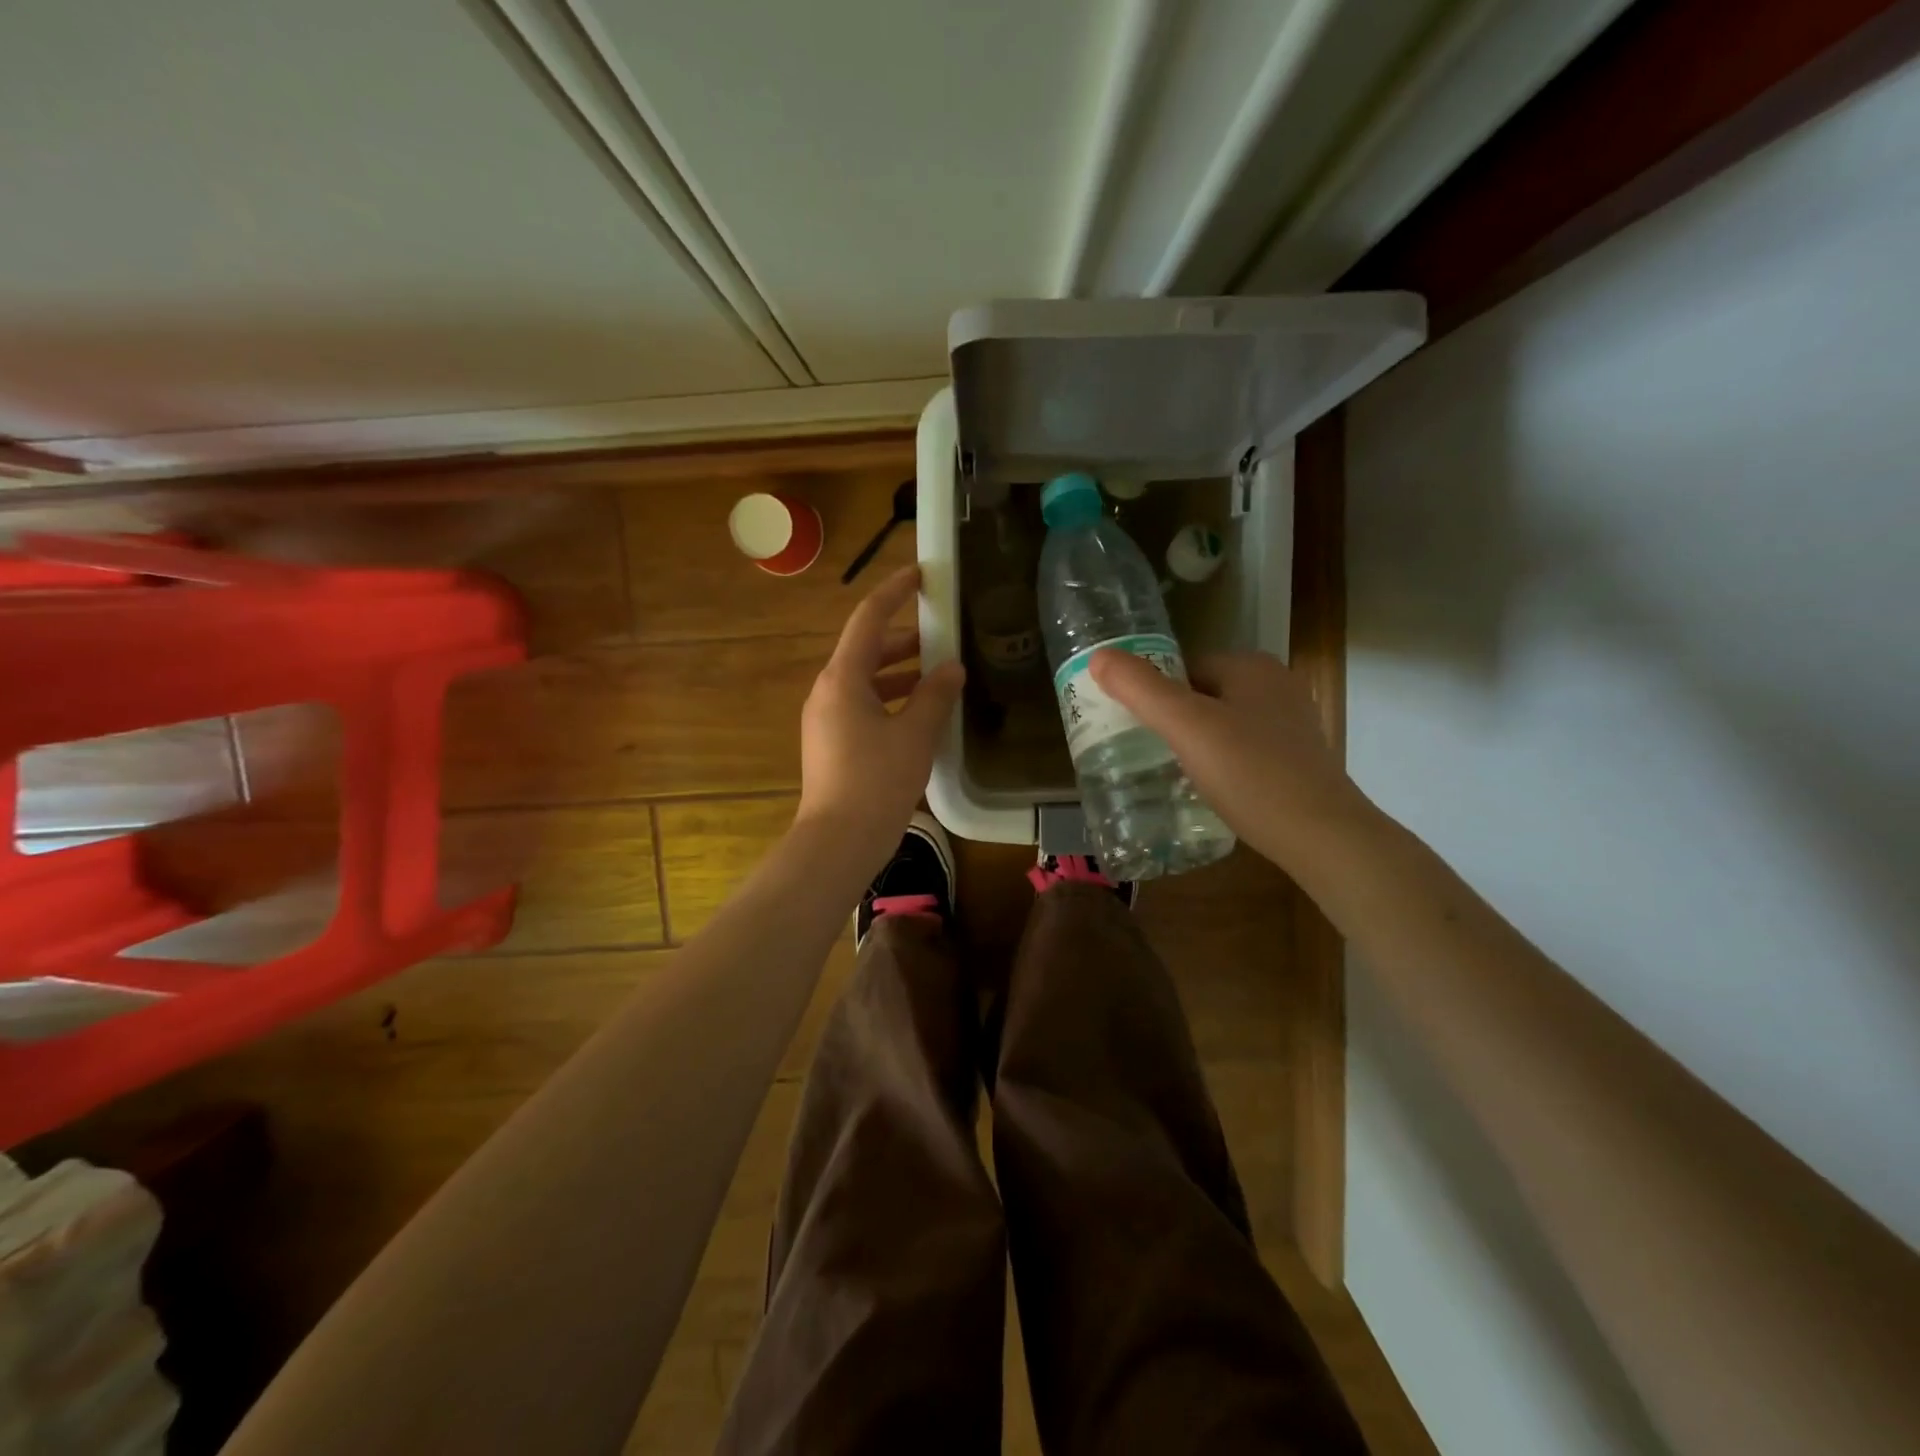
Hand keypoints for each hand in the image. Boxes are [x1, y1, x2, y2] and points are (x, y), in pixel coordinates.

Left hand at [796, 565, 964, 864]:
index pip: (869, 619)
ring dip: (900, 672)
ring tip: (940, 673)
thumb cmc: (877, 781)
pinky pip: (863, 706)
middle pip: (866, 650)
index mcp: (843, 678)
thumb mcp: (915, 734)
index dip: (895, 591)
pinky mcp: (831, 743)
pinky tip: (920, 713)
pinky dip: (891, 699)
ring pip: (866, 680)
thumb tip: (951, 668)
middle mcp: (828, 691)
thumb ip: (935, 695)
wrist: (838, 841)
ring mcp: (826, 718)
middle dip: (905, 638)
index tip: (921, 574)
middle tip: (942, 631)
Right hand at [1088, 649, 1368, 871]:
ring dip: (1194, 742)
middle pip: (1201, 694)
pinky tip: (1207, 788)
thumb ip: (1141, 689)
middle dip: (1171, 719)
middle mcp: (1275, 685)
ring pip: (1221, 722)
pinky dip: (1220, 762)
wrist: (1322, 837)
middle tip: (1143, 752)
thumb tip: (1098, 656)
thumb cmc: (1251, 774)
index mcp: (1251, 666)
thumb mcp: (1187, 727)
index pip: (1182, 666)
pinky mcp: (1296, 757)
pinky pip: (1242, 748)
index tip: (1130, 727)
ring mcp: (1290, 722)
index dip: (1152, 694)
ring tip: (1168, 773)